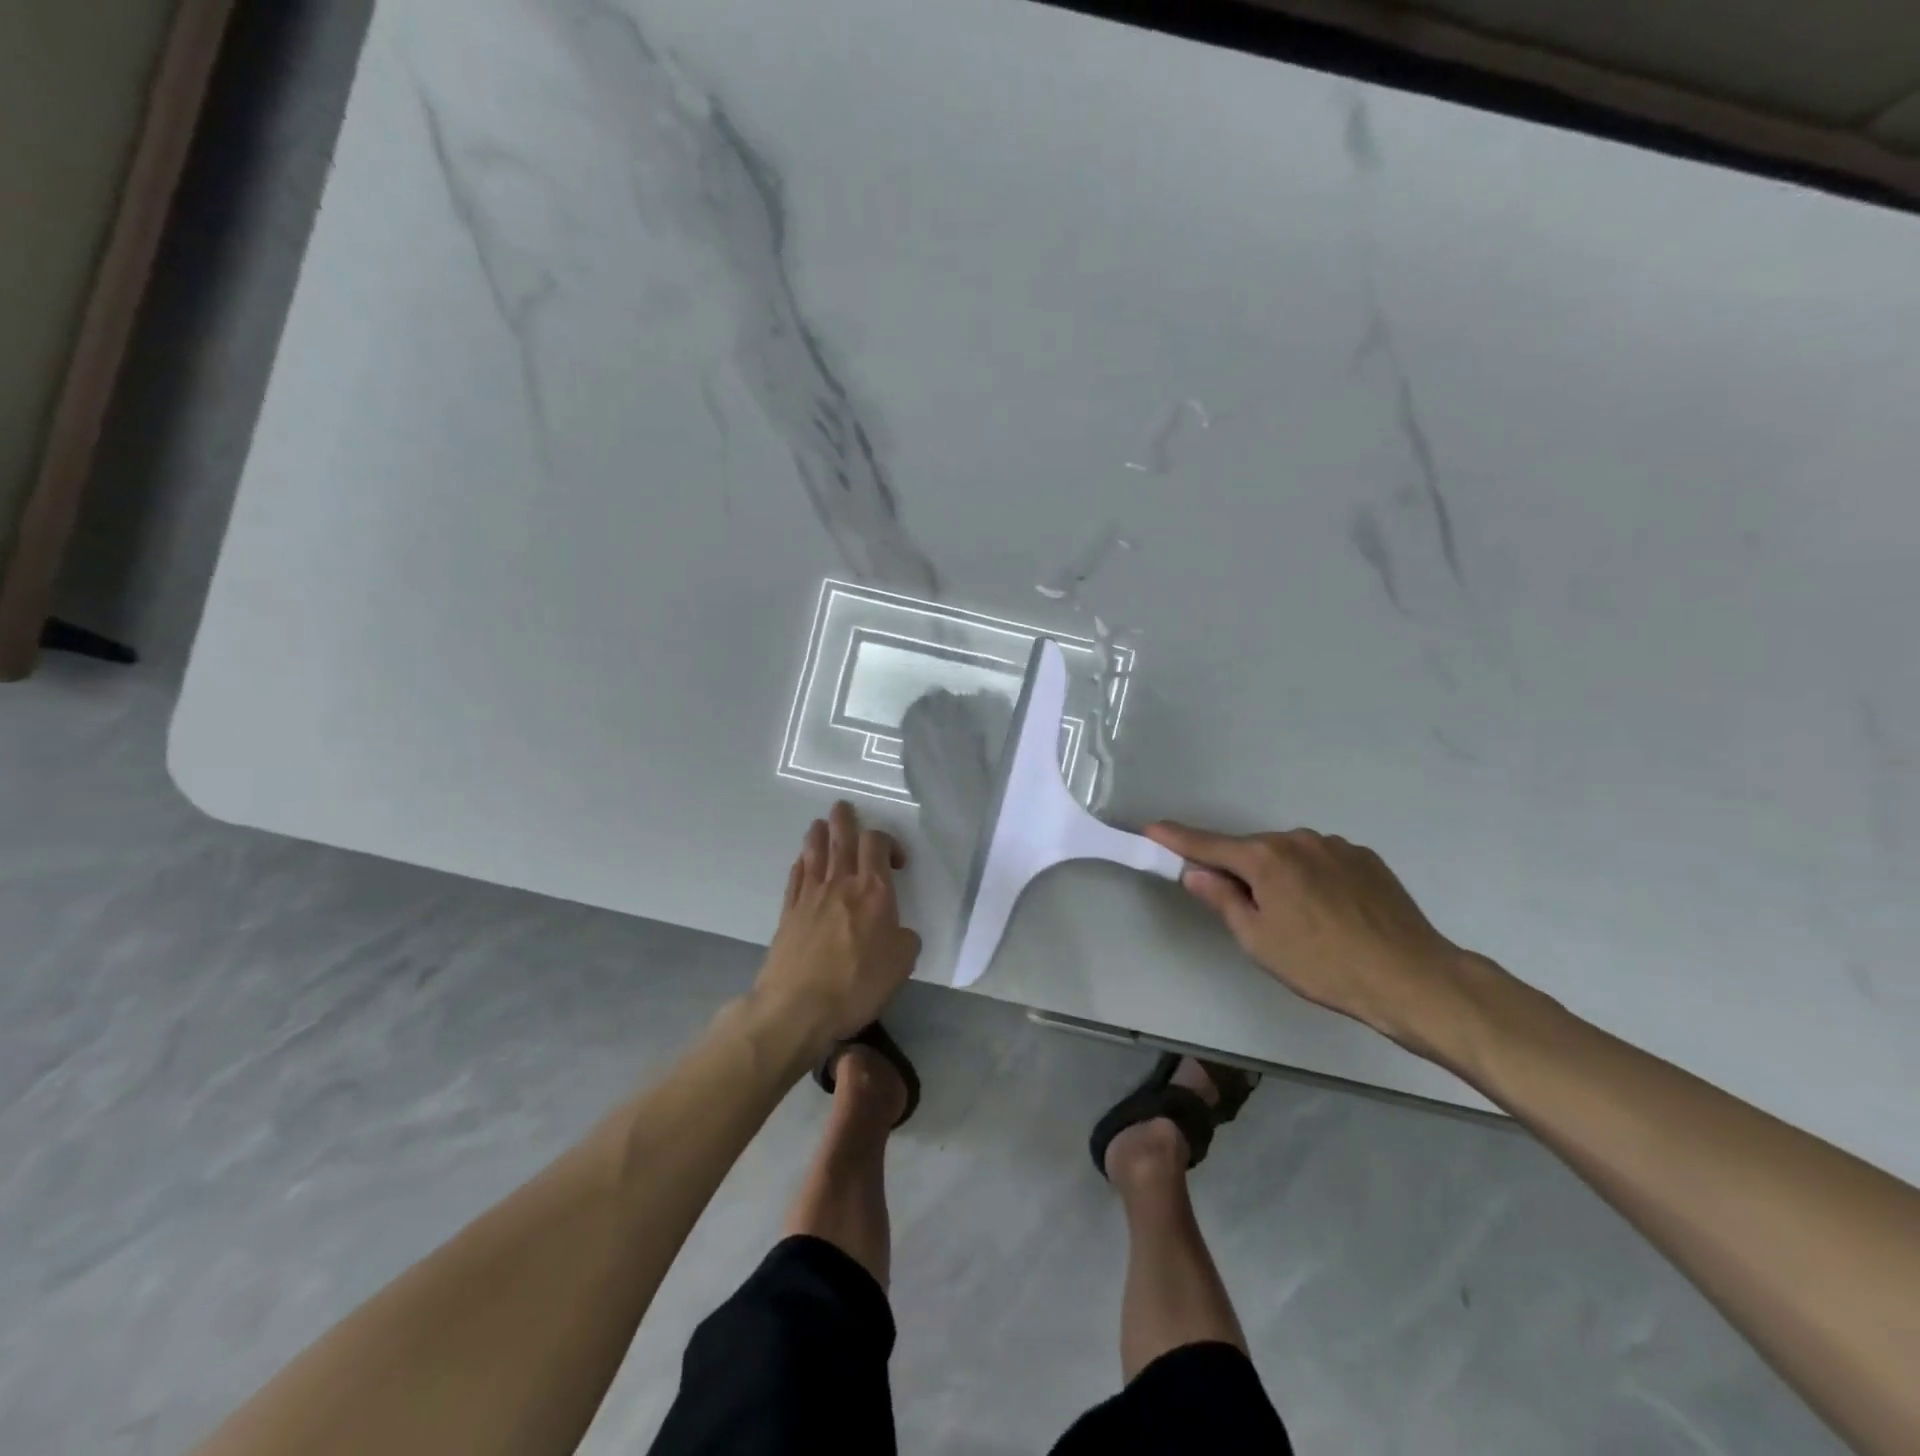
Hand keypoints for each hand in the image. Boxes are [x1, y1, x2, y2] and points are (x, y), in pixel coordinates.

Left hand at [754, 801, 921, 1050]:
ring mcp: (810, 895)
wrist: (797, 1006)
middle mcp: (841, 883)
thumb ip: (905, 939)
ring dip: (818, 834)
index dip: (887, 841)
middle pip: (841, 837)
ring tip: (821, 825)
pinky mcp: (788, 912)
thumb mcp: (902, 964)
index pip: (876, 844)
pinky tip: (802, 863)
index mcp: (873, 890)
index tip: (897, 861)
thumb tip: (898, 932)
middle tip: (843, 808)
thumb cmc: (857, 984)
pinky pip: (795, 877)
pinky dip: (801, 864)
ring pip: (814, 851)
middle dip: (844, 819)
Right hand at [1145, 821, 1485, 1057]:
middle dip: (1240, 872)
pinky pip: (1322, 862)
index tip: (1152, 829)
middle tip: (1249, 913)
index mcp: (1265, 858)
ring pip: (1289, 856)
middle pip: (1252, 852)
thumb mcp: (1258, 940)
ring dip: (1280, 876)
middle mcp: (1298, 839)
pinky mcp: (1366, 858)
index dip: (1177, 839)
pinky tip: (1332, 913)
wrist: (1412, 977)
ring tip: (1301, 921)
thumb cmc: (1322, 964)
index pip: (1208, 845)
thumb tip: (1196, 873)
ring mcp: (1336, 846)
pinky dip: (1312, 879)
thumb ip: (1222, 900)